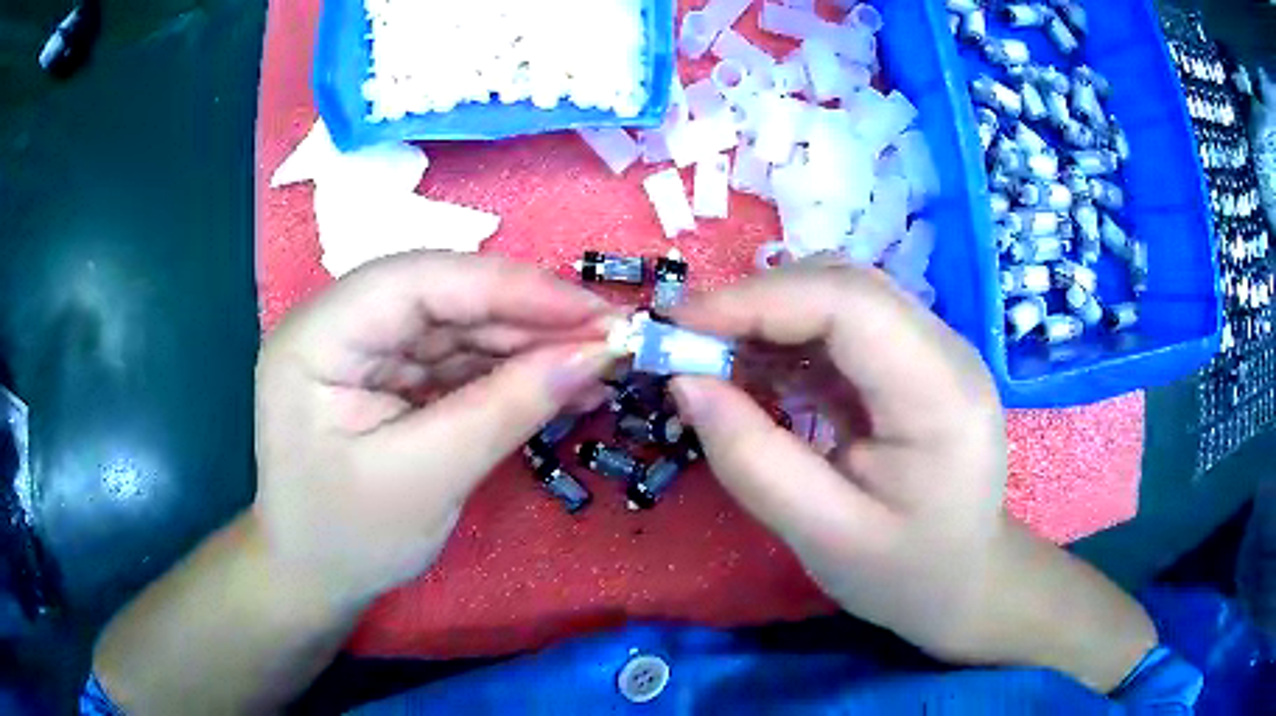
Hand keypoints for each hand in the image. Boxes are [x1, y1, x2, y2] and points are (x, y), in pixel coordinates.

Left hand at [253, 252, 614, 611]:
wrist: (316, 577)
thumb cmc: (349, 538)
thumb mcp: (426, 479)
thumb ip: (507, 409)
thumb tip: (595, 355)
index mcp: (316, 338)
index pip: (418, 282)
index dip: (510, 288)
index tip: (593, 313)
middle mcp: (337, 324)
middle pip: (444, 295)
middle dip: (529, 316)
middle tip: (610, 338)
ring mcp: (365, 347)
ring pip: (459, 323)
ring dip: (529, 343)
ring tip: (598, 364)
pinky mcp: (390, 372)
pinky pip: (458, 357)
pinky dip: (510, 370)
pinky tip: (560, 382)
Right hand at [670, 265, 1154, 689]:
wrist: (965, 581)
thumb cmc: (905, 574)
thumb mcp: (823, 537)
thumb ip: (752, 461)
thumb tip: (685, 381)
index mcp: (941, 395)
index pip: (849, 303)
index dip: (758, 300)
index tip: (679, 326)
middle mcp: (946, 351)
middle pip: (844, 284)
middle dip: (757, 302)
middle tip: (687, 344)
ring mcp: (933, 350)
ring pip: (840, 294)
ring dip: (770, 316)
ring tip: (716, 360)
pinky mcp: (914, 361)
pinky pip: (844, 325)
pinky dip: (790, 338)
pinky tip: (760, 373)